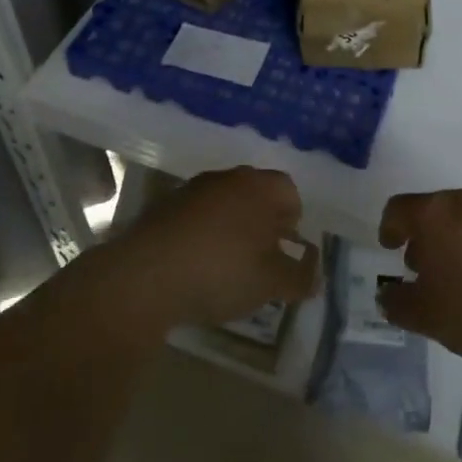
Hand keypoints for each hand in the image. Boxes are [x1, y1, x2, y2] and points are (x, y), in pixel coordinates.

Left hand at [113, 167, 318, 328]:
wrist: (145, 275)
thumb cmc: (221, 271)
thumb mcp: (271, 282)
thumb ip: (299, 277)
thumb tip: (316, 276)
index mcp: (260, 187)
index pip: (289, 192)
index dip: (293, 221)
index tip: (286, 250)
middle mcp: (228, 178)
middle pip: (256, 194)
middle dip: (263, 222)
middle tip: (262, 258)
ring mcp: (192, 189)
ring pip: (224, 204)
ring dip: (231, 228)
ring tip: (228, 266)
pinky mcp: (163, 207)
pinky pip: (195, 217)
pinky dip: (202, 235)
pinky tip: (196, 267)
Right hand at [375, 187, 461, 362]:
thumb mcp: (430, 317)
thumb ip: (399, 305)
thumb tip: (386, 295)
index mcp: (434, 213)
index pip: (398, 208)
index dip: (388, 228)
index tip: (390, 249)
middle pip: (431, 212)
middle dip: (421, 239)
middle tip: (420, 272)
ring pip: (460, 220)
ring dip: (450, 245)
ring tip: (455, 283)